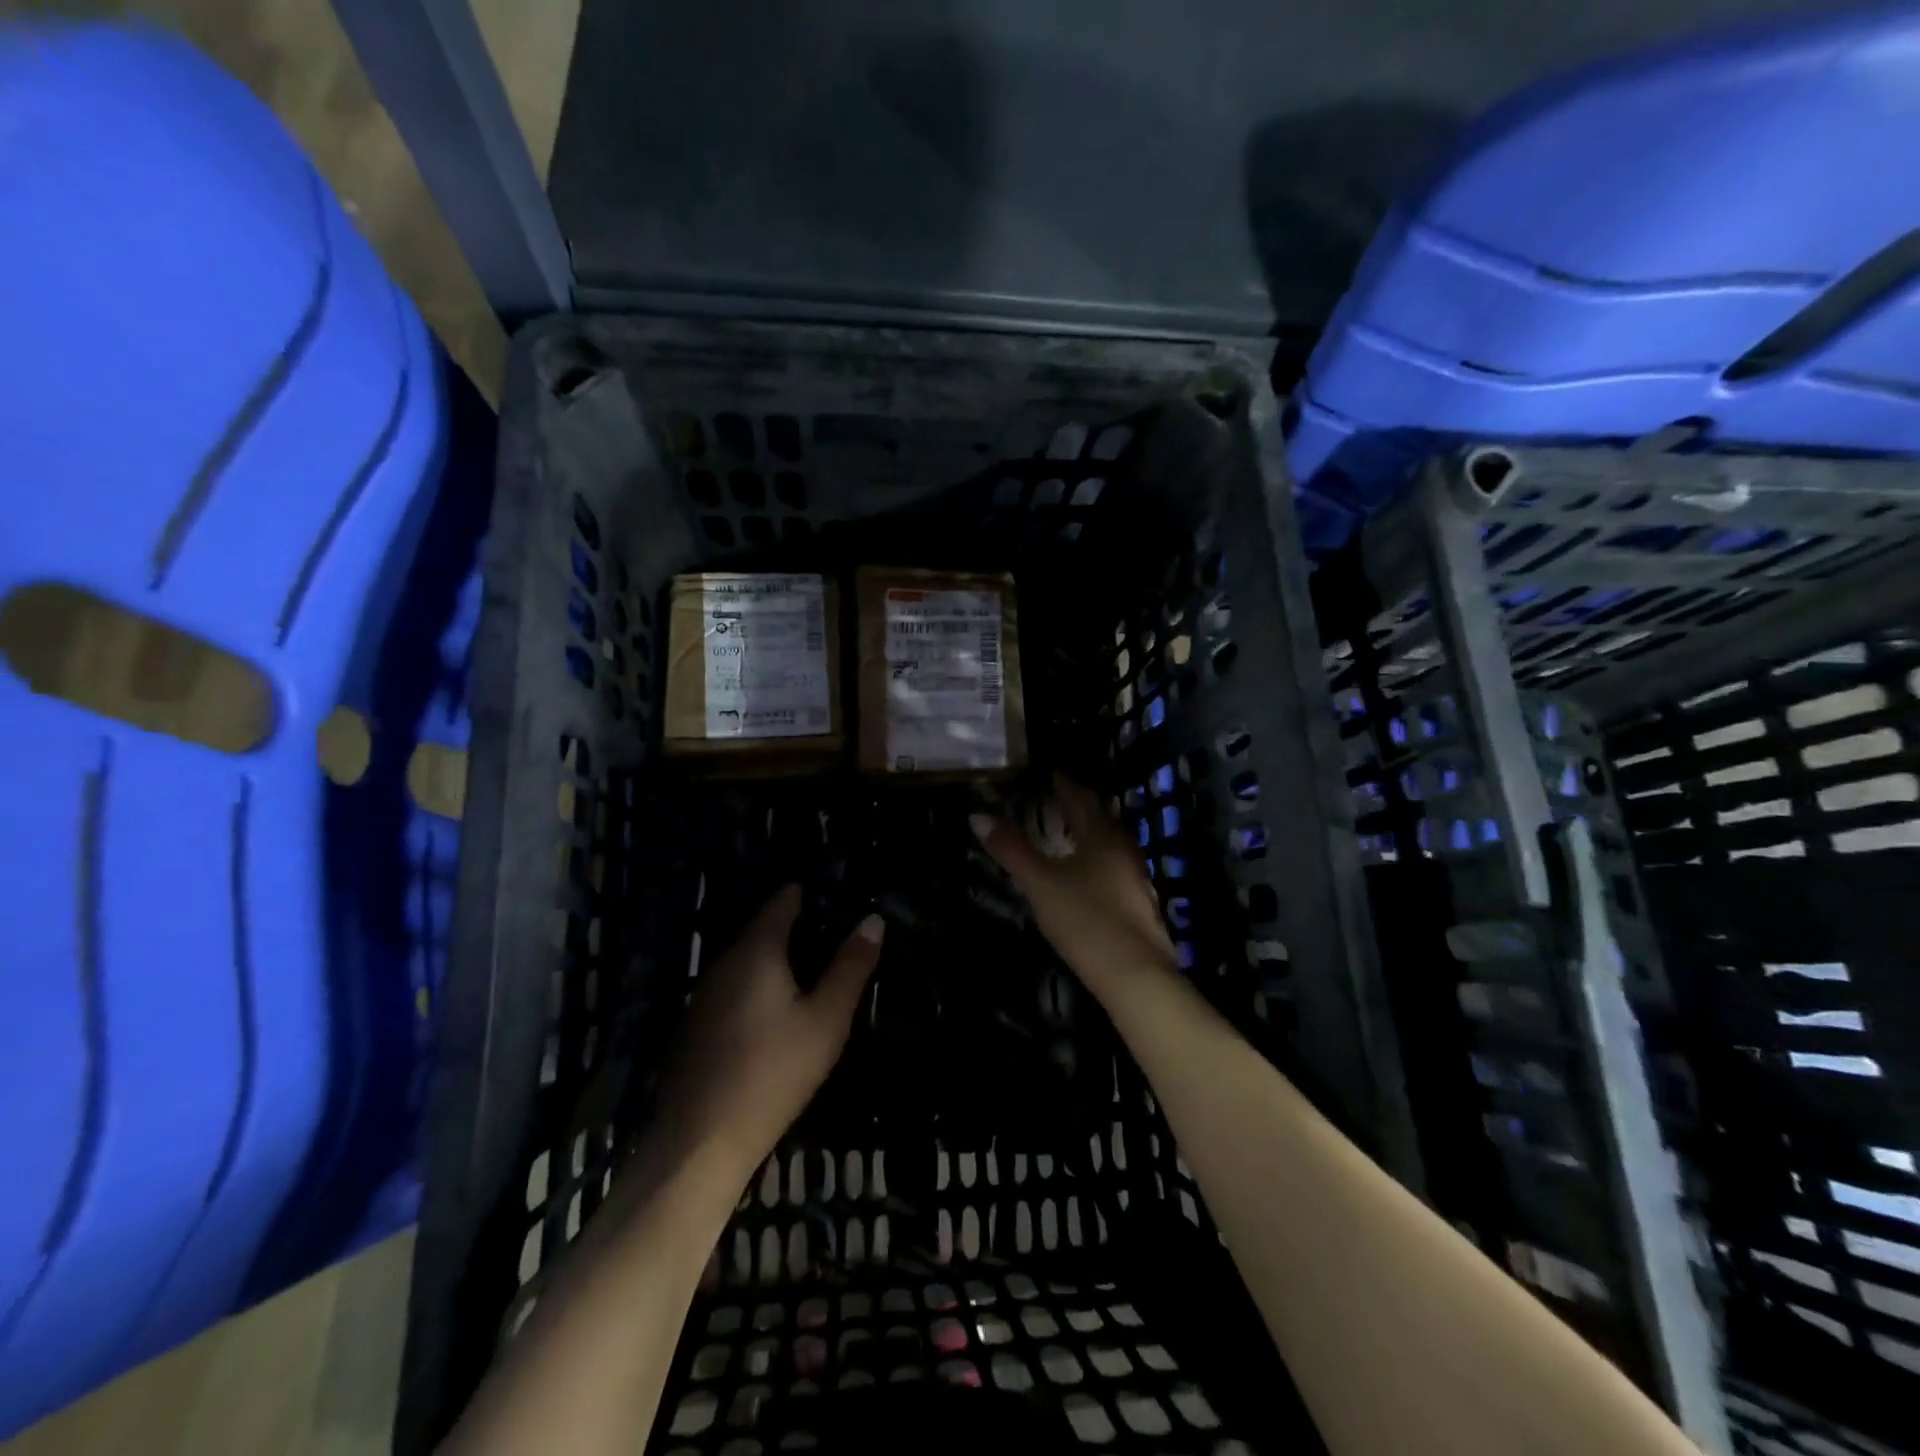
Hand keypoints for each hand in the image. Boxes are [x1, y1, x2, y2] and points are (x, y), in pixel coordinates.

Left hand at [652, 885, 882, 1180]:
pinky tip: (776, 1009)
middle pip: (763, 929)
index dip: (809, 894)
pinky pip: (733, 987)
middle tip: (836, 934)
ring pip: (746, 960)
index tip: (837, 895)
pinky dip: (757, 984)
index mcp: (756, 950)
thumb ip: (850, 966)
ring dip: (777, 958)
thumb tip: (873, 919)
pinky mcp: (695, 1025)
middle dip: (797, 927)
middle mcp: (724, 962)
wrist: (700, 1141)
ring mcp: (704, 994)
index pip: (783, 902)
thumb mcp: (826, 1019)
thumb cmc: (774, 1072)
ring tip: (813, 968)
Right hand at [971, 774, 1177, 995]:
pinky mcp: (1138, 902)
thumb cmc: (1085, 921)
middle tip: (1052, 799)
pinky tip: (1084, 874)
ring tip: (1065, 833)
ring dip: (1088, 833)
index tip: (1047, 772)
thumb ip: (1011, 849)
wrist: (1135, 975)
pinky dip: (1096, 858)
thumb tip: (977, 815)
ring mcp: (1135, 876)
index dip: (1062, 783)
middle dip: (1077, 805)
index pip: (1080, 797)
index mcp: (1102, 836)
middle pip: (1099, 817)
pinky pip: (1114, 866)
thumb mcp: (1040, 884)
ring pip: (1109, 843)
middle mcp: (1123, 849)